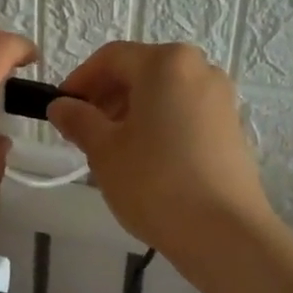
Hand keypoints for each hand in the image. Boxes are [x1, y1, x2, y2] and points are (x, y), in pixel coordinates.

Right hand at [47, 42, 276, 260]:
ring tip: (111, 148)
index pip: (111, 58)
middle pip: (140, 71)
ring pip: (163, 92)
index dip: (80, 80)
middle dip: (106, 96)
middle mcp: (199, 68)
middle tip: (82, 131)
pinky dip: (159, 123)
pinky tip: (145, 158)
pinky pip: (184, 112)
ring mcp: (221, 97)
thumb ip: (78, 120)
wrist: (225, 233)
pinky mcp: (232, 127)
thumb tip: (61, 106)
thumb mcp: (104, 150)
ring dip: (131, 111)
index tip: (60, 108)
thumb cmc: (155, 182)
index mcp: (166, 63)